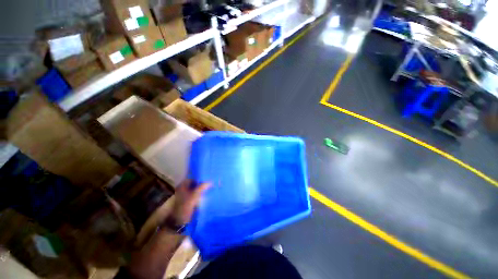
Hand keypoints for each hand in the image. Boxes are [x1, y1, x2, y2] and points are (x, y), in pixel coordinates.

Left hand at [170, 179, 210, 225]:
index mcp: (183, 185)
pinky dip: (203, 192)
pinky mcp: (191, 199)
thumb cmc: (184, 208)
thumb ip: (201, 188)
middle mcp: (185, 188)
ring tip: (213, 184)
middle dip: (204, 181)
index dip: (201, 175)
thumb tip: (210, 181)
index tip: (209, 174)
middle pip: (196, 182)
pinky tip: (210, 191)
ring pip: (198, 187)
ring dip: (204, 187)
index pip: (193, 176)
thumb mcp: (193, 197)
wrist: (179, 222)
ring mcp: (188, 194)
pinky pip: (199, 193)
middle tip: (213, 179)